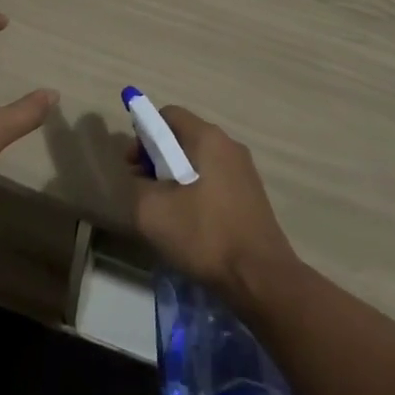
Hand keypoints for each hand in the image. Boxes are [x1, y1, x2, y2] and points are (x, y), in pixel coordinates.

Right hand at [128, 106, 298, 301]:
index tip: (132, 165)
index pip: (168, 115)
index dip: (143, 134)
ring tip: (164, 211)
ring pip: (199, 161)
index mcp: (208, 138)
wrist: (261, 279)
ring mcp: (244, 171)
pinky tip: (189, 224)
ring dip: (175, 177)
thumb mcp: (153, 212)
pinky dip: (196, 192)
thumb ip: (137, 186)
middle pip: (183, 137)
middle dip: (157, 158)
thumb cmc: (205, 235)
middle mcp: (229, 145)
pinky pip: (214, 181)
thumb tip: (141, 179)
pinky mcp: (251, 196)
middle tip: (143, 189)